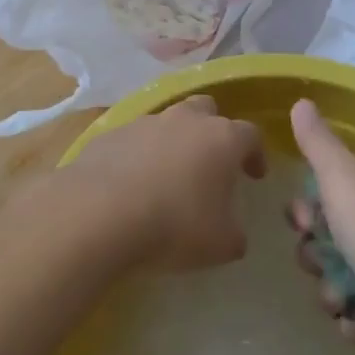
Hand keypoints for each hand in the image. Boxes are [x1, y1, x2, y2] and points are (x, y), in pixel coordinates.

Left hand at [66, 95, 265, 270]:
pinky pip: (133, 139)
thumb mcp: (221, 245)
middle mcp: (185, 120)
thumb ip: (234, 234)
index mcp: (221, 139)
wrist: (99, 213)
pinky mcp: (110, 134)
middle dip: (213, 130)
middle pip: (207, 110)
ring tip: (168, 175)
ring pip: (167, 122)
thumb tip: (232, 232)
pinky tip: (132, 183)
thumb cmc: (174, 225)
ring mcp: (144, 122)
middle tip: (211, 162)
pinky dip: (139, 155)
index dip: (255, 154)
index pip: (250, 134)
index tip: (254, 176)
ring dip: (173, 142)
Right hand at [289, 99, 354, 354]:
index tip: (306, 222)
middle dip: (316, 257)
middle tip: (322, 263)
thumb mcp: (343, 179)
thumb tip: (301, 101)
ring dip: (333, 293)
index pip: (326, 191)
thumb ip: (318, 144)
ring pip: (338, 278)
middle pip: (327, 238)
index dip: (307, 210)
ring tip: (345, 301)